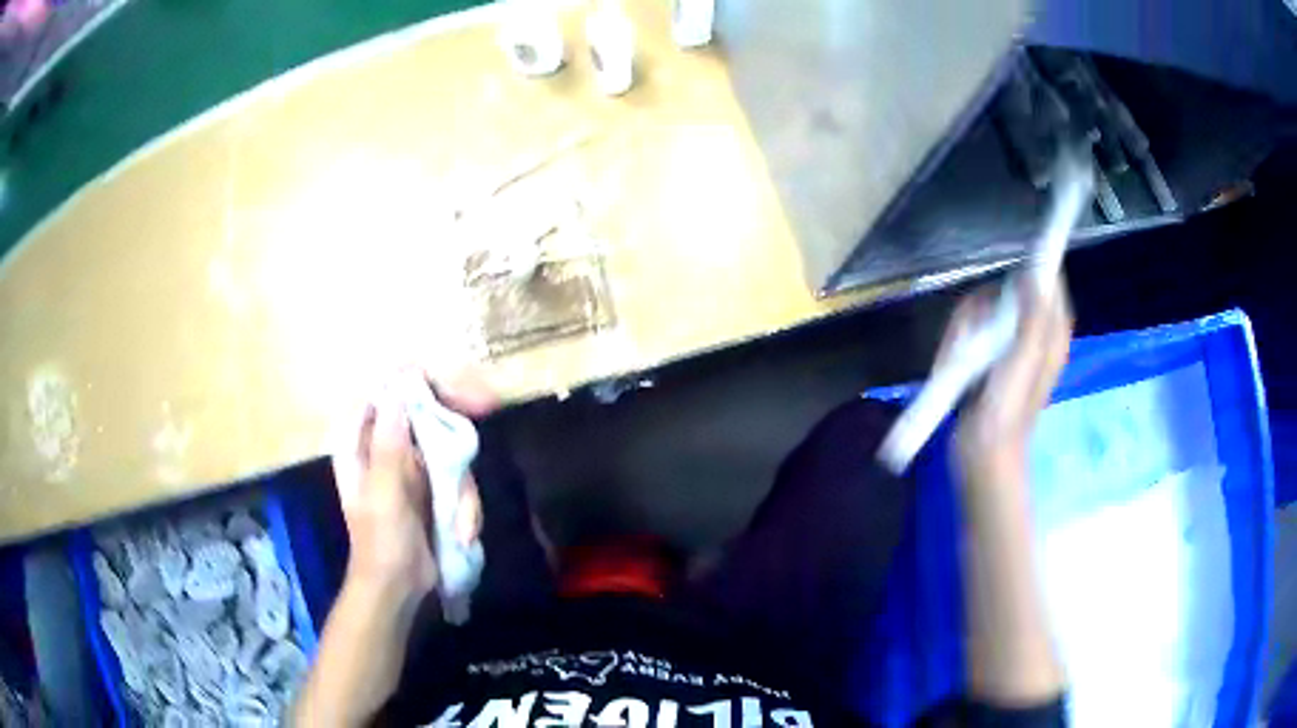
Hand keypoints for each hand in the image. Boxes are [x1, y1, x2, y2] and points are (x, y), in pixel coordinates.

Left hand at [330, 371, 498, 602]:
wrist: (397, 589)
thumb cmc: (381, 544)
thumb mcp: (384, 496)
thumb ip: (389, 446)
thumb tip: (398, 392)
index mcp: (362, 439)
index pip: (389, 387)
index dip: (423, 378)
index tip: (455, 381)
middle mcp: (386, 443)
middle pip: (426, 405)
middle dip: (458, 413)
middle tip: (490, 402)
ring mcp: (411, 464)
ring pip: (449, 444)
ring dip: (462, 487)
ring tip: (461, 527)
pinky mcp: (432, 485)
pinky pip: (458, 477)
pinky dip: (465, 506)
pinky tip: (462, 534)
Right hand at [939, 277, 1073, 486]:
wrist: (983, 453)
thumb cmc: (1008, 409)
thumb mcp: (1025, 359)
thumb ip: (1034, 316)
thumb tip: (1035, 274)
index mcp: (1051, 332)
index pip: (1048, 282)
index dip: (1031, 269)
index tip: (1007, 273)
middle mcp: (1034, 333)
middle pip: (1008, 292)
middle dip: (985, 306)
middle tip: (975, 329)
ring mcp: (1009, 346)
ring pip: (986, 310)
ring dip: (967, 327)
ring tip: (961, 355)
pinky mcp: (989, 358)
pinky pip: (973, 331)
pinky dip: (960, 341)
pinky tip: (955, 363)